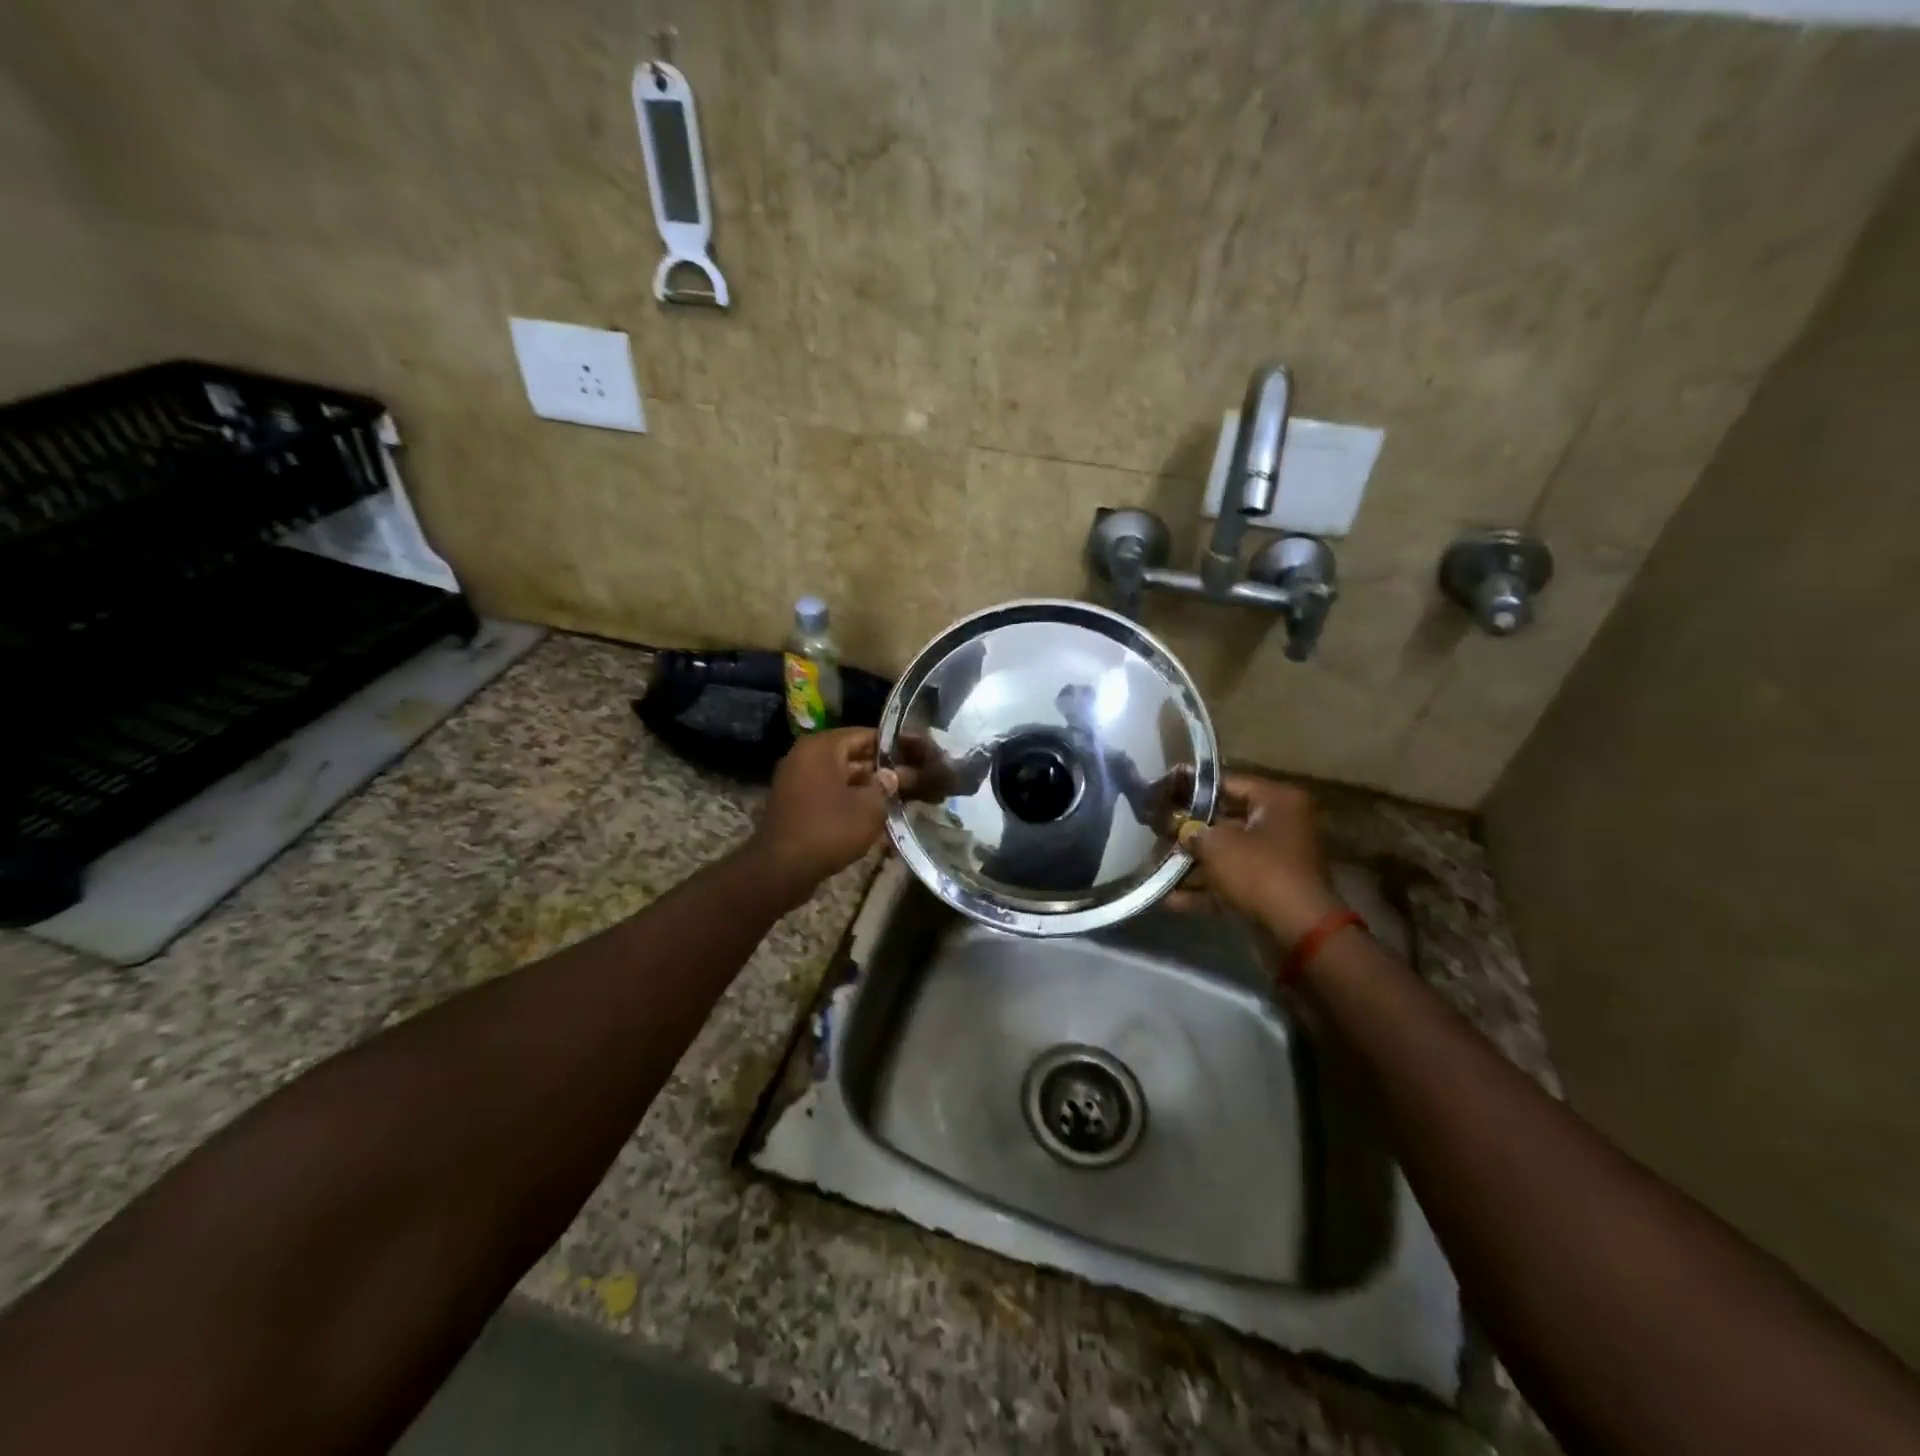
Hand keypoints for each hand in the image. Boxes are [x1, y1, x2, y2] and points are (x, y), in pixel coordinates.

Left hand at [748, 728, 897, 901]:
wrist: (783, 868)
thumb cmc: (830, 829)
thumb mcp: (870, 807)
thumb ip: (885, 786)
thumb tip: (890, 776)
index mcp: (821, 747)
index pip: (863, 734)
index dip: (890, 746)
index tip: (911, 756)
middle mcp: (804, 756)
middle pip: (849, 755)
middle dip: (877, 769)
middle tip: (907, 781)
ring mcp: (794, 781)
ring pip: (838, 777)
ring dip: (863, 788)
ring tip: (892, 800)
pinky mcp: (792, 804)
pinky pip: (825, 794)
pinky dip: (845, 802)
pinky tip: (868, 817)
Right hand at [1167, 774, 1343, 944]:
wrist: (1297, 932)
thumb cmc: (1258, 872)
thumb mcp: (1216, 844)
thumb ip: (1192, 830)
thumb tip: (1181, 829)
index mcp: (1277, 802)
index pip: (1227, 783)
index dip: (1190, 788)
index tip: (1161, 791)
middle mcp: (1280, 826)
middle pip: (1225, 820)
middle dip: (1189, 829)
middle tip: (1155, 829)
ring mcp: (1275, 861)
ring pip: (1225, 855)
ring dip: (1192, 862)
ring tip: (1155, 863)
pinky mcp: (1268, 891)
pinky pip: (1230, 883)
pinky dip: (1203, 890)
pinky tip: (1168, 898)